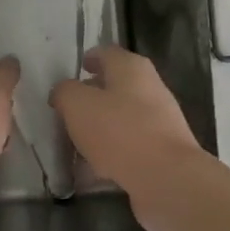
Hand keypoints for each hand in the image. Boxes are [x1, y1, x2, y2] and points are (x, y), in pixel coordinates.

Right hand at [49, 46, 206, 230]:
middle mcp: (150, 88)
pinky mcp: (161, 151)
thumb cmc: (119, 131)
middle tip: (68, 110)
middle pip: (116, 86)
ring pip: (122, 118)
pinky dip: (110, 154)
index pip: (107, 53)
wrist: (166, 177)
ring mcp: (159, 121)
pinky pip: (128, 146)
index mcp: (131, 68)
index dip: (90, 58)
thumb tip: (64, 92)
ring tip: (74, 143)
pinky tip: (91, 170)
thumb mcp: (77, 105)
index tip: (76, 69)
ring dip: (100, 127)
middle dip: (92, 96)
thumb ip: (65, 92)